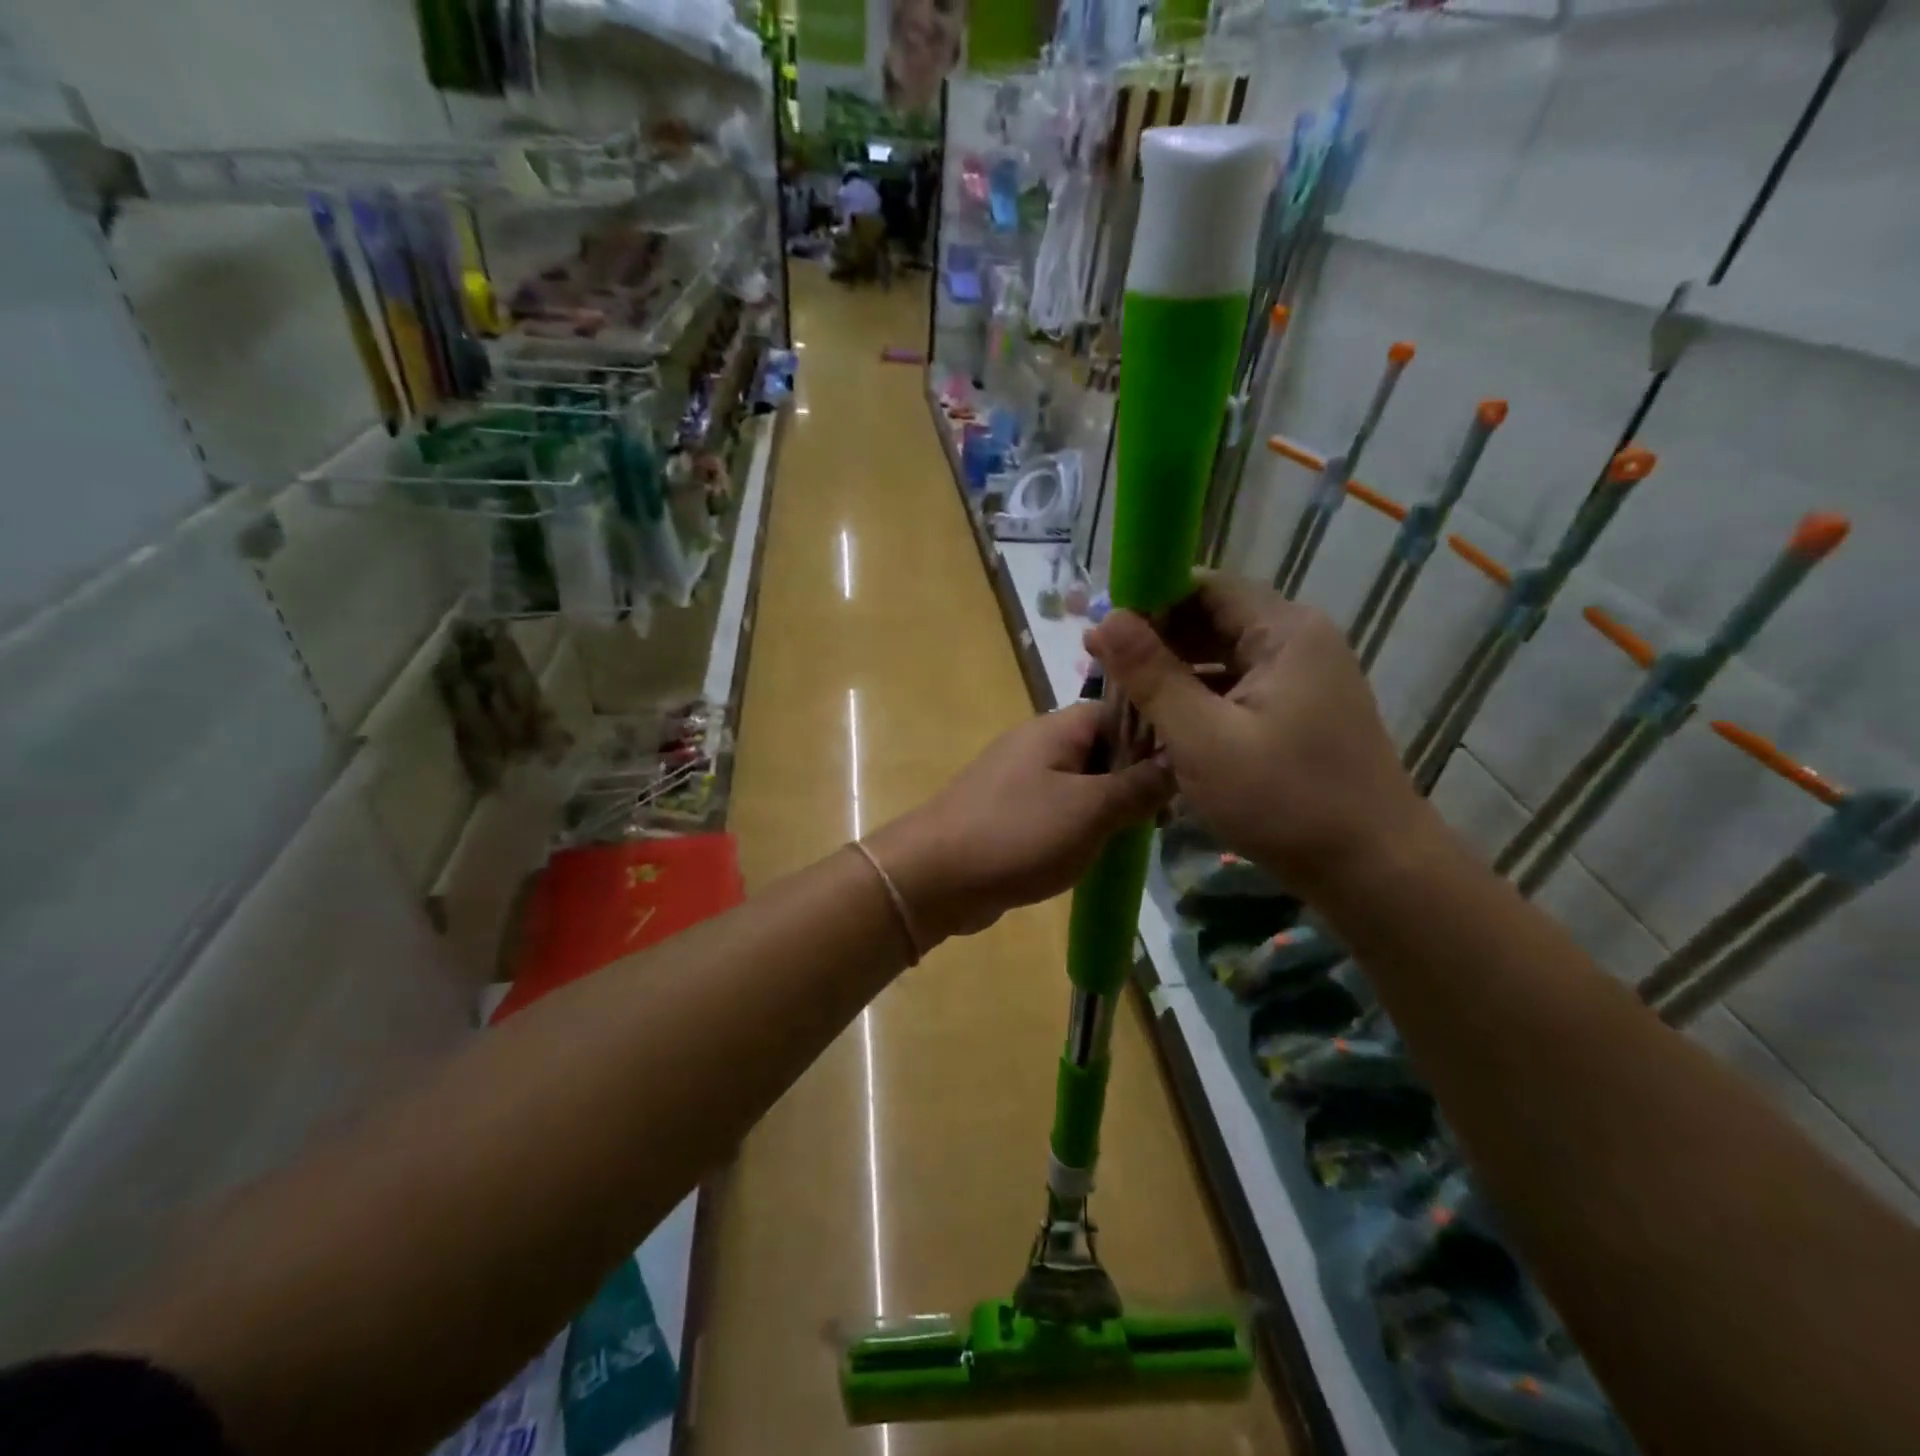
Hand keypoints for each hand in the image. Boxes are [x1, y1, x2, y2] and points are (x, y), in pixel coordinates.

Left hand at [868, 704, 1172, 943]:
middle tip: (1167, 814)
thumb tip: (1181, 761)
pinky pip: (1061, 808)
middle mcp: (1039, 744)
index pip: (1122, 712)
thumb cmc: (1018, 834)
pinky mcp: (1012, 812)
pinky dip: (1083, 824)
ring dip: (1112, 805)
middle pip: (1105, 748)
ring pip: (1084, 782)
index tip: (1189, 771)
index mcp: (1058, 728)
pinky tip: (1101, 849)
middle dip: (1137, 777)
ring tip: (1140, 835)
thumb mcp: (1091, 810)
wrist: (934, 877)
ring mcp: (1022, 778)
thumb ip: (1139, 786)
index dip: (1158, 736)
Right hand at [1085, 578, 1432, 891]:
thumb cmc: (1284, 800)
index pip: (1204, 587)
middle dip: (1156, 642)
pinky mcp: (1300, 712)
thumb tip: (1104, 618)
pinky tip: (1166, 726)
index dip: (1149, 602)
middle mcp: (1299, 641)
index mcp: (1284, 632)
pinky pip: (1239, 688)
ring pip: (1222, 657)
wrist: (1373, 871)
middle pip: (1213, 620)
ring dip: (1174, 674)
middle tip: (1102, 672)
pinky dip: (1200, 700)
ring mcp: (1304, 678)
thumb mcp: (1202, 738)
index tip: (1102, 633)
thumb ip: (1152, 675)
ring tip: (1125, 702)